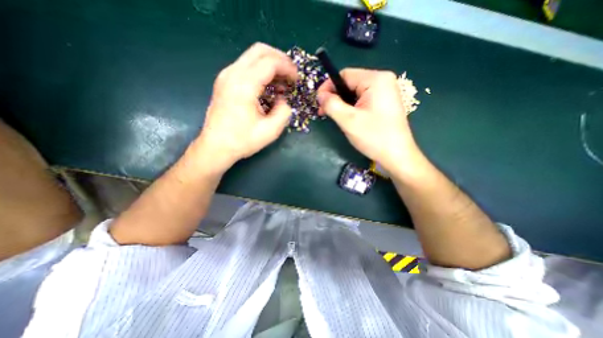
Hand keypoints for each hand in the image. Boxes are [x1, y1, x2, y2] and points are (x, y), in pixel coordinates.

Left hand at [194, 43, 295, 173]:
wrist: (216, 147)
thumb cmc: (242, 141)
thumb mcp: (270, 130)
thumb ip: (284, 111)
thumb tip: (283, 99)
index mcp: (244, 85)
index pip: (270, 62)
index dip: (288, 68)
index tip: (297, 80)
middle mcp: (232, 74)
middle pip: (260, 50)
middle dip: (280, 59)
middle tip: (291, 75)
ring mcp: (226, 76)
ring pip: (252, 57)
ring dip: (271, 65)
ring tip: (282, 83)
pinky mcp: (224, 82)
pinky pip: (246, 67)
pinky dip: (261, 72)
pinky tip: (268, 87)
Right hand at [316, 67, 420, 170]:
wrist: (397, 156)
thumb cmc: (374, 137)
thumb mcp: (348, 120)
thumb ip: (331, 104)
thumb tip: (320, 95)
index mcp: (376, 79)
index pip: (344, 75)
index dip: (328, 87)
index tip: (318, 103)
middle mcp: (383, 81)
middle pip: (350, 83)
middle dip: (335, 97)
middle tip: (324, 113)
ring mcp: (385, 92)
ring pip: (355, 93)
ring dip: (342, 104)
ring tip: (335, 118)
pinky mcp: (384, 103)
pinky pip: (362, 100)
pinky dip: (351, 108)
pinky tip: (347, 119)